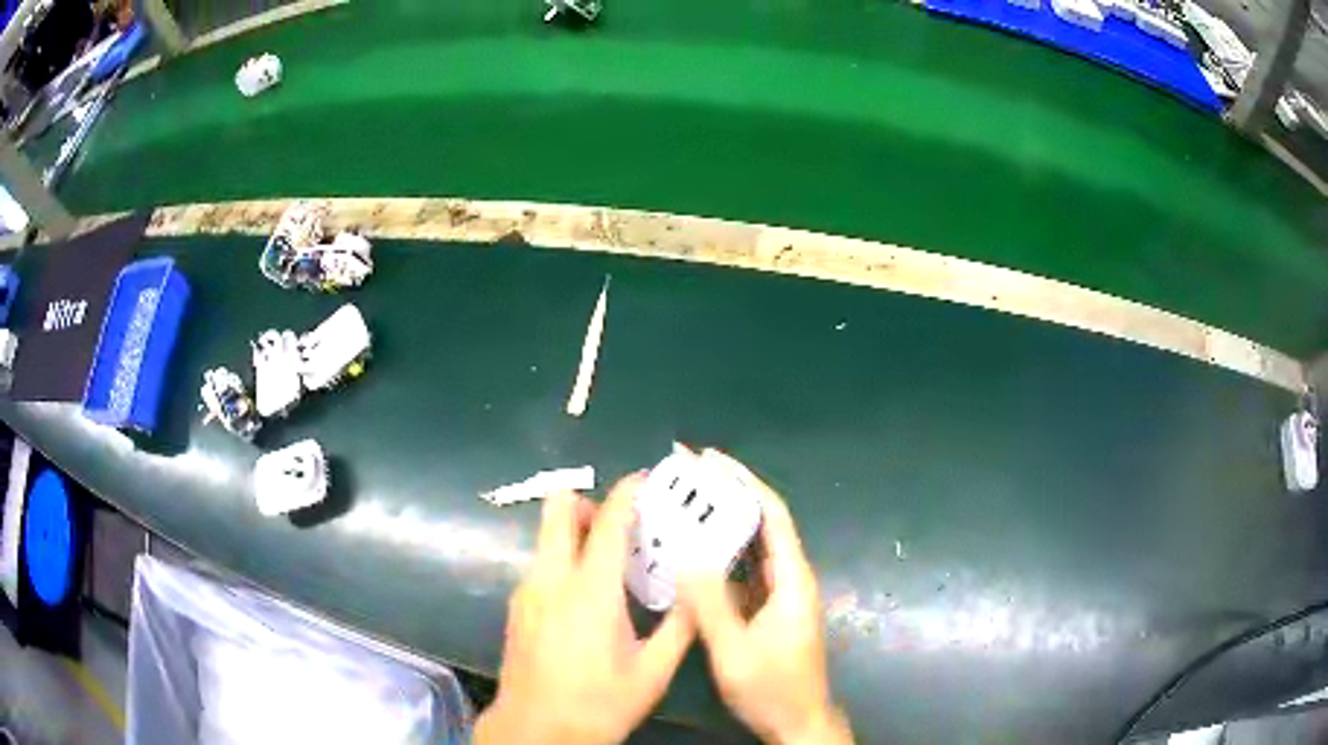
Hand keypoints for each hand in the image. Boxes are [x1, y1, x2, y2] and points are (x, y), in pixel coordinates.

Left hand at [475, 476, 694, 744]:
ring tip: (611, 563)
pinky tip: (587, 597)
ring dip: (576, 533)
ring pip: (547, 536)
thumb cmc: (598, 703)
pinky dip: (564, 560)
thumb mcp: (652, 672)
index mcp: (590, 589)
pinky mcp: (516, 606)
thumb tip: (700, 593)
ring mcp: (527, 590)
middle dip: (589, 502)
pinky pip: (542, 563)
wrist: (536, 730)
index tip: (646, 481)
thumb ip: (680, 627)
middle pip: (558, 509)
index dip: (627, 492)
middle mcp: (551, 578)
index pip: (608, 520)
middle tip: (623, 524)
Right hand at [680, 453, 852, 744]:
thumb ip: (711, 605)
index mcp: (791, 579)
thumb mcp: (735, 650)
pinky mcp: (768, 608)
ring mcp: (780, 593)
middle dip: (727, 493)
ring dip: (721, 520)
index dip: (743, 482)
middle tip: (685, 473)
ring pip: (751, 544)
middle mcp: (789, 578)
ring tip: (683, 501)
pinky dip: (719, 551)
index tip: (709, 459)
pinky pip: (743, 568)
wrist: (796, 720)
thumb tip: (687, 555)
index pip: (772, 514)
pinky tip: (692, 549)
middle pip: (762, 522)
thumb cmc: (771, 687)